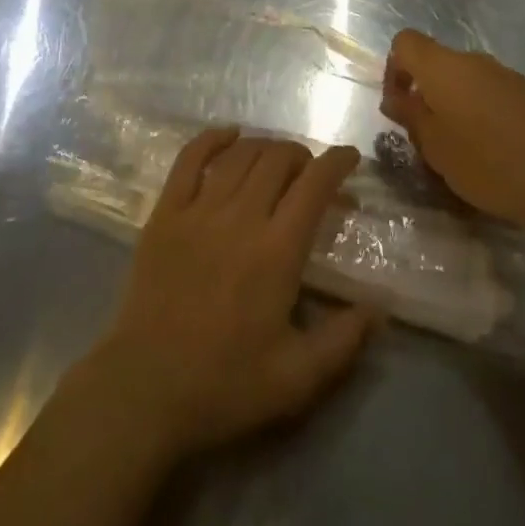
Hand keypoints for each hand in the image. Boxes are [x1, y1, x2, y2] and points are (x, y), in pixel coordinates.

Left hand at [74, 129, 373, 460]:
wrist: (145, 390)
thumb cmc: (224, 386)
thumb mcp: (296, 379)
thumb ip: (343, 340)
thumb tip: (380, 307)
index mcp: (277, 251)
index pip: (314, 185)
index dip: (337, 163)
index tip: (350, 157)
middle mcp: (240, 216)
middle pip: (277, 159)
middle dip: (302, 155)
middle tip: (311, 171)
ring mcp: (199, 209)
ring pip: (240, 154)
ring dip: (266, 146)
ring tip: (277, 158)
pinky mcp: (165, 211)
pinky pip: (190, 158)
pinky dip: (212, 138)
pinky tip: (229, 134)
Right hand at [381, 28, 524, 237]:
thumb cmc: (490, 163)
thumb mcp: (437, 148)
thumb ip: (411, 117)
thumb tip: (395, 97)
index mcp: (443, 67)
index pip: (405, 42)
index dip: (394, 68)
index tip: (400, 105)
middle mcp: (473, 60)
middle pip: (436, 63)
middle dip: (425, 93)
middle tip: (428, 138)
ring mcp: (505, 74)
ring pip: (464, 80)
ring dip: (454, 105)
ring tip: (462, 150)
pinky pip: (491, 93)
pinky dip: (482, 113)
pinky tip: (496, 151)